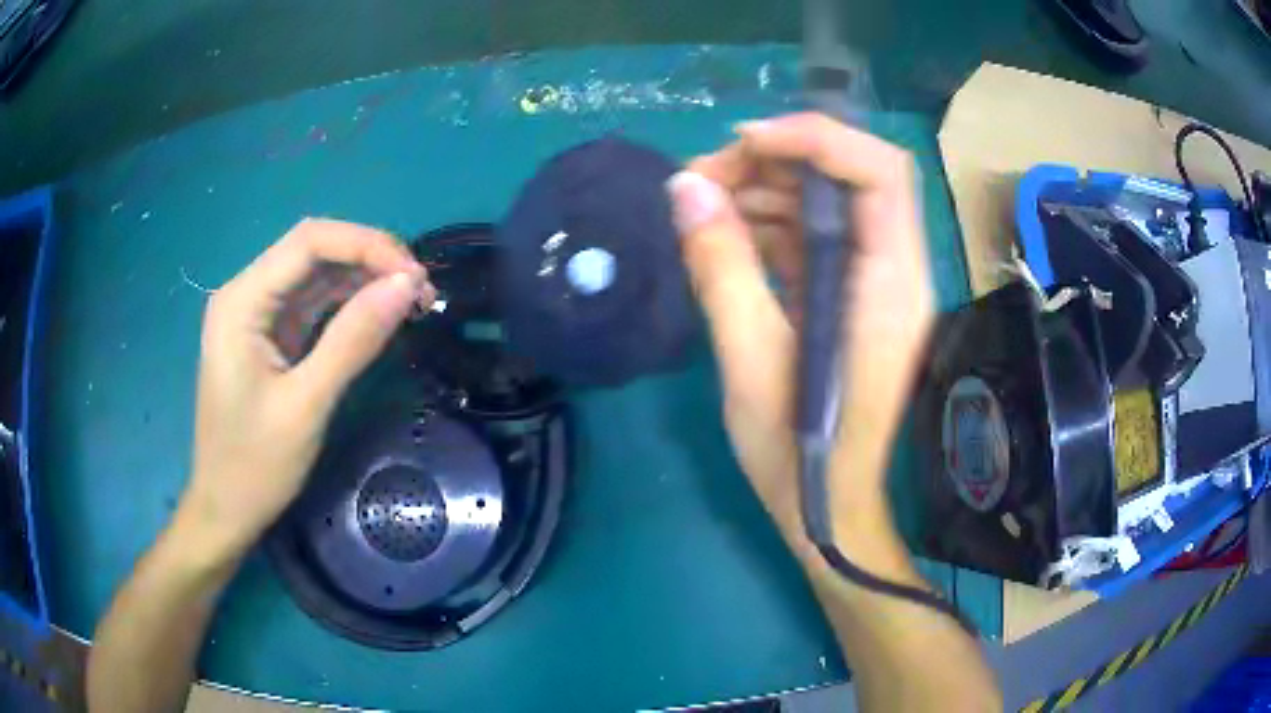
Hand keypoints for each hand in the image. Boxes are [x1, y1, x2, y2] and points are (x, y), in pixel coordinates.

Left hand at [178, 219, 434, 560]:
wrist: (224, 510)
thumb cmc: (255, 465)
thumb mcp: (306, 406)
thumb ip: (353, 340)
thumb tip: (408, 285)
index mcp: (242, 301)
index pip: (309, 242)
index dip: (367, 246)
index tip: (415, 279)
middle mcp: (246, 294)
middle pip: (313, 250)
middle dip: (370, 259)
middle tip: (420, 292)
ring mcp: (257, 314)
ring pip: (317, 273)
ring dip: (365, 280)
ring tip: (411, 302)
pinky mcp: (269, 335)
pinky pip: (314, 303)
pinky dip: (350, 304)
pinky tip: (380, 315)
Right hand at [667, 113, 932, 560]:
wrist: (828, 507)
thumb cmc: (798, 451)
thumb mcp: (749, 360)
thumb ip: (721, 267)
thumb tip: (685, 189)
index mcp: (889, 284)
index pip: (879, 171)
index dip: (816, 138)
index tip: (742, 143)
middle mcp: (895, 271)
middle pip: (850, 176)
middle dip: (776, 161)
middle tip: (702, 179)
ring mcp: (875, 283)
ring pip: (829, 203)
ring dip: (766, 189)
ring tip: (701, 204)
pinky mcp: (852, 298)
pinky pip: (816, 238)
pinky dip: (770, 225)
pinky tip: (725, 235)